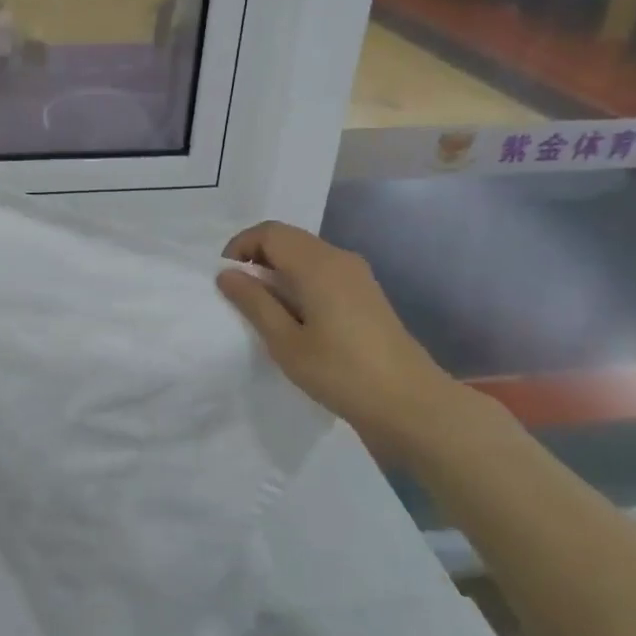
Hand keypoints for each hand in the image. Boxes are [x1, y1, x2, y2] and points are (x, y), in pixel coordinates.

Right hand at [217, 221, 479, 466]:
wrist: (410, 403)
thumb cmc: (341, 373)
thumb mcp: (286, 342)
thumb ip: (254, 303)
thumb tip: (227, 274)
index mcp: (317, 264)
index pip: (269, 232)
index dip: (240, 246)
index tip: (225, 279)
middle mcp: (339, 258)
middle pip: (288, 239)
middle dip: (257, 258)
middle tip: (239, 295)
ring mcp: (357, 275)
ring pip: (306, 255)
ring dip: (279, 271)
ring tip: (264, 310)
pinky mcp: (366, 293)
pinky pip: (322, 271)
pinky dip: (299, 281)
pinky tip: (296, 318)